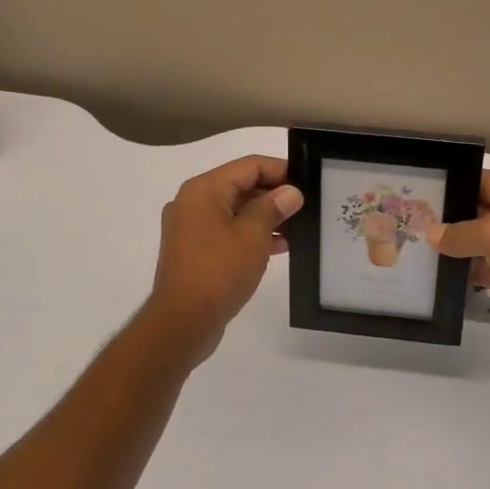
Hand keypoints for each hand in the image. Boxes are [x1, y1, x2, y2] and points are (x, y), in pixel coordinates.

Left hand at [143, 155, 302, 361]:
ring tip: (298, 228)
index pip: (249, 165)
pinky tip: (279, 247)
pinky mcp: (195, 250)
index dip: (280, 170)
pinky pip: (228, 231)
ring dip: (265, 217)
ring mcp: (192, 228)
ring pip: (236, 210)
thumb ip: (273, 207)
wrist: (182, 323)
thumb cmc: (218, 271)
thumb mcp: (253, 235)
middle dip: (274, 194)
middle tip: (306, 206)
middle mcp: (193, 202)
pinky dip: (251, 234)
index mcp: (204, 190)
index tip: (307, 181)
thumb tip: (290, 192)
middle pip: (241, 185)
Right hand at [429, 171, 489, 357]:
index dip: (454, 185)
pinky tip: (441, 278)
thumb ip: (461, 232)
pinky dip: (470, 274)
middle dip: (449, 219)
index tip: (418, 193)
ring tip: (416, 250)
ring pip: (483, 244)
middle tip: (409, 223)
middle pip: (480, 211)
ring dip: (457, 249)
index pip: (483, 180)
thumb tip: (432, 233)